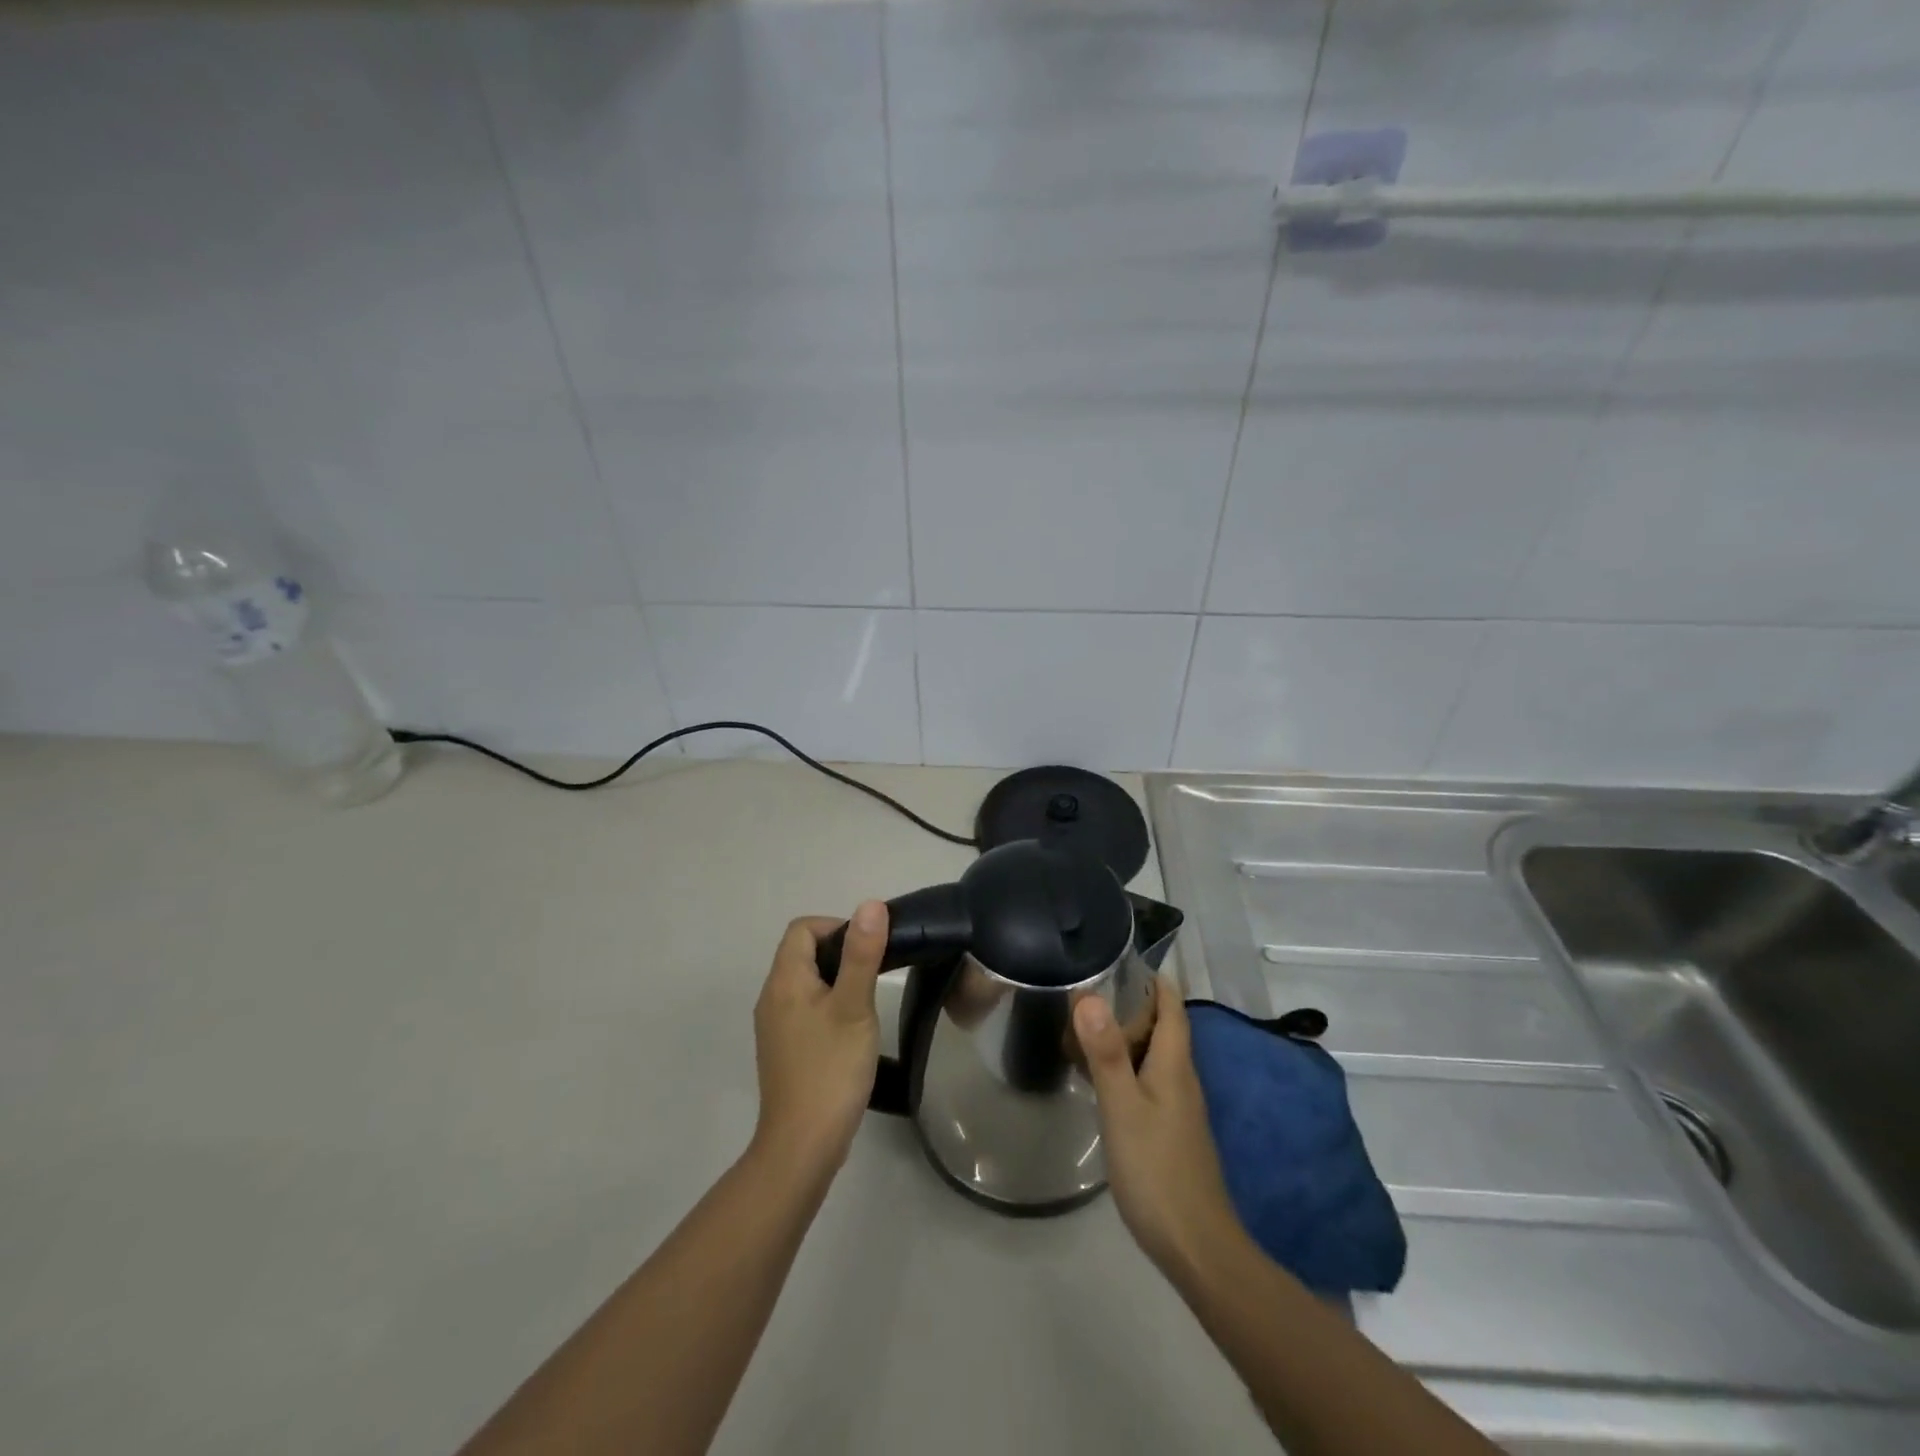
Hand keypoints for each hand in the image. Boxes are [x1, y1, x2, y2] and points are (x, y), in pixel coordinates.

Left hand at [750, 902, 887, 1181]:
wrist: (803, 1145)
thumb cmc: (831, 1069)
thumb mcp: (854, 1007)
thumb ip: (862, 955)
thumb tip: (870, 905)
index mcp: (784, 981)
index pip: (803, 928)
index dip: (837, 926)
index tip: (869, 948)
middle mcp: (772, 997)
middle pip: (802, 952)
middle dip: (840, 952)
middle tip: (875, 974)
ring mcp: (775, 1025)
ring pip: (806, 982)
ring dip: (836, 980)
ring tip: (867, 1001)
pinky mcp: (784, 1049)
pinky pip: (805, 1008)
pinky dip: (828, 1005)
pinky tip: (851, 1031)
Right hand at [1075, 979, 1246, 1279]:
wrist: (1197, 1247)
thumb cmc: (1157, 1169)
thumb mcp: (1123, 1107)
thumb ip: (1105, 1053)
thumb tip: (1087, 995)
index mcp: (1174, 1063)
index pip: (1171, 1005)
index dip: (1153, 979)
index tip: (1120, 957)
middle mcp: (1181, 1077)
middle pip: (1160, 1027)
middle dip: (1128, 1006)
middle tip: (1084, 995)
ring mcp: (1177, 1106)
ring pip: (1151, 1056)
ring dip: (1122, 1038)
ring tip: (1080, 1031)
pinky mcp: (1169, 1130)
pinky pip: (1145, 1081)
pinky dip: (1122, 1068)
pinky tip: (1096, 1080)